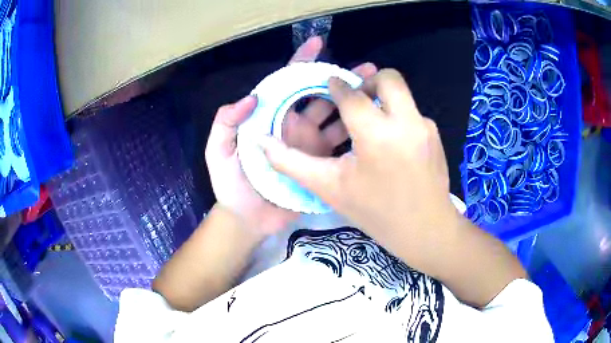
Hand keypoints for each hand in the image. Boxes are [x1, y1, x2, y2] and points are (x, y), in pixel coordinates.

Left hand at [205, 36, 376, 234]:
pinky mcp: (322, 165)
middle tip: (367, 69)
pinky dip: (357, 132)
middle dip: (340, 79)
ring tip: (377, 90)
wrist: (247, 220)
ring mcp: (311, 145)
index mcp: (271, 117)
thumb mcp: (218, 152)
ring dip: (355, 101)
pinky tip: (375, 123)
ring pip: (336, 116)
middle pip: (320, 95)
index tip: (318, 44)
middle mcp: (295, 126)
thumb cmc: (229, 185)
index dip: (301, 62)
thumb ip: (225, 124)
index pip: (287, 82)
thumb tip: (252, 97)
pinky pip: (342, 145)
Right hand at [260, 69, 459, 270]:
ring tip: (370, 124)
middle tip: (355, 101)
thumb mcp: (330, 188)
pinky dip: (397, 117)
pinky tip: (391, 144)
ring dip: (383, 99)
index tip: (329, 86)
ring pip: (402, 94)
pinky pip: (412, 112)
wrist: (426, 231)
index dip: (336, 86)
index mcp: (376, 135)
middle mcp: (406, 122)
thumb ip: (292, 162)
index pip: (351, 95)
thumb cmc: (377, 213)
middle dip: (367, 82)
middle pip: (388, 78)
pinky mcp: (435, 134)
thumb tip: (260, 142)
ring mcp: (425, 127)